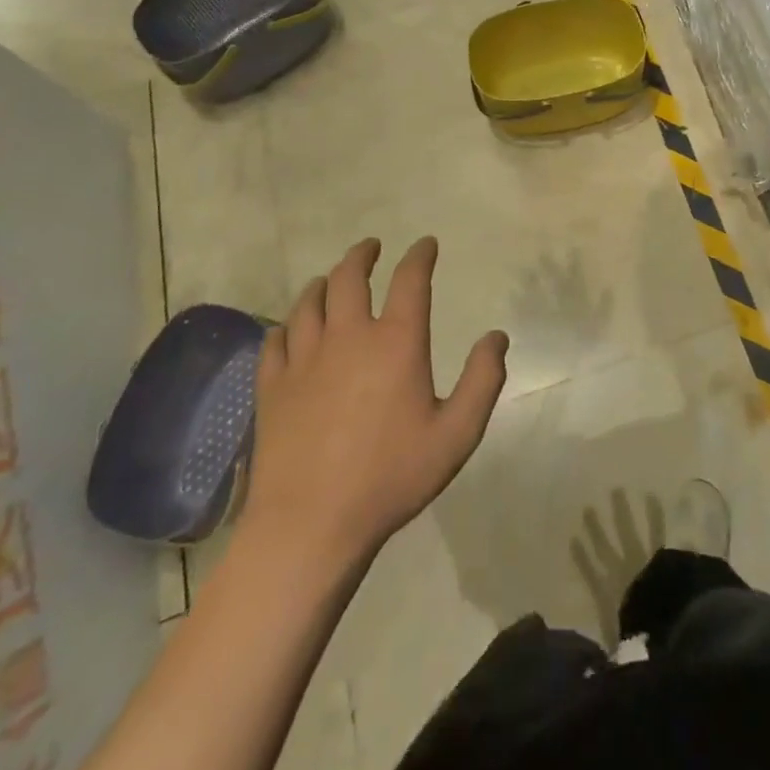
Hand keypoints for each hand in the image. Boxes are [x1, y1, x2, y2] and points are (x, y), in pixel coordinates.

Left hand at [241, 236, 509, 564]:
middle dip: (363, 255)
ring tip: (332, 280)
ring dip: (324, 283)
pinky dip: (288, 325)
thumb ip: (483, 380)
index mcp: (396, 342)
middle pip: (350, 277)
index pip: (410, 280)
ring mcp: (304, 360)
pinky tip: (292, 330)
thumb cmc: (391, 476)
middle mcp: (348, 337)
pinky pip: (276, 339)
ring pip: (309, 302)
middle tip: (371, 247)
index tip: (426, 245)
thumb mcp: (457, 434)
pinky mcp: (272, 387)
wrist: (311, 524)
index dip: (420, 256)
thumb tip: (496, 337)